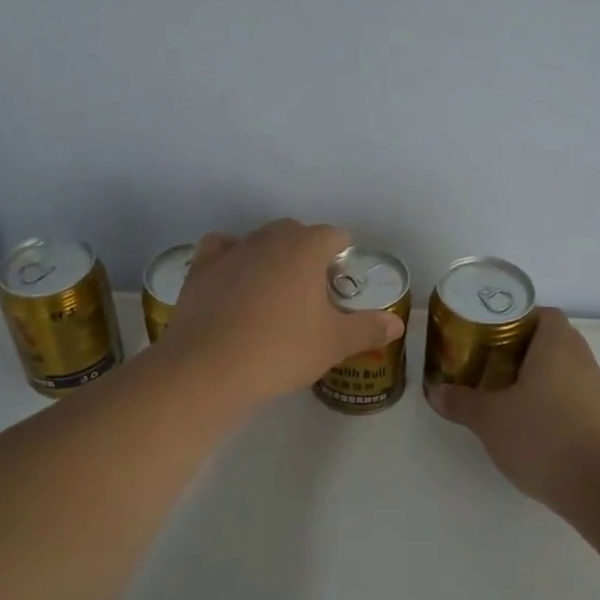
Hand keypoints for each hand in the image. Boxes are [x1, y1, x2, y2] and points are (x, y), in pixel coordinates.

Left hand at [158, 220, 404, 405]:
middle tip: (311, 290)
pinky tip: (234, 278)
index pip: (334, 235)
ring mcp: (232, 250)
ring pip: (259, 239)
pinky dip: (231, 256)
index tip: (341, 278)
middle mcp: (269, 239)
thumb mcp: (333, 344)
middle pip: (295, 232)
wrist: (210, 367)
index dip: (342, 252)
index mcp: (306, 249)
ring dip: (271, 254)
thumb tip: (397, 322)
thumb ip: (368, 329)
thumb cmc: (281, 351)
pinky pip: (221, 248)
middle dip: (307, 251)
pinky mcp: (202, 267)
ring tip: (274, 289)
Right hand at [427, 309, 599, 507]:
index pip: (543, 314)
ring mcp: (598, 391)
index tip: (491, 334)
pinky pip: (574, 398)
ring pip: (564, 371)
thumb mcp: (489, 418)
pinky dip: (554, 404)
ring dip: (539, 379)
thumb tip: (437, 392)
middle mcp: (583, 360)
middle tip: (490, 364)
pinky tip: (532, 426)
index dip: (517, 319)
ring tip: (507, 396)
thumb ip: (461, 401)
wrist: (599, 488)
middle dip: (522, 350)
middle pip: (552, 341)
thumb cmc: (540, 435)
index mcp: (557, 345)